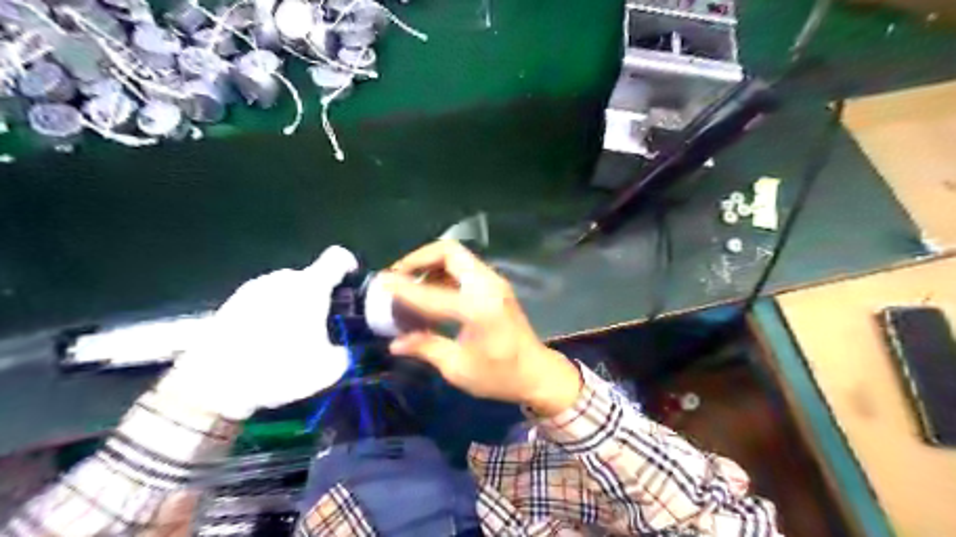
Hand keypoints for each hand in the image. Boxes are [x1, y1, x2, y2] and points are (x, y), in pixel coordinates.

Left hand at [157, 246, 358, 422]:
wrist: (211, 385)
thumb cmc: (277, 369)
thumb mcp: (326, 371)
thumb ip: (344, 354)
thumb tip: (345, 351)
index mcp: (309, 287)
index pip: (336, 258)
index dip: (349, 264)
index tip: (353, 281)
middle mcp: (281, 279)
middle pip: (310, 277)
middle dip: (320, 296)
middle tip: (323, 324)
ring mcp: (253, 288)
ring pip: (285, 288)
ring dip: (294, 304)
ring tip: (292, 336)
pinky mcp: (231, 302)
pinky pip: (263, 300)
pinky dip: (271, 313)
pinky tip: (266, 341)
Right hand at [379, 241, 581, 416]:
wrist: (536, 372)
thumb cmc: (499, 376)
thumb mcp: (458, 368)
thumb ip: (426, 347)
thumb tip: (395, 343)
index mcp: (477, 309)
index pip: (431, 293)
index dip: (402, 288)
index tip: (379, 282)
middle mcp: (487, 286)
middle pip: (449, 252)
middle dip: (418, 259)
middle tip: (398, 276)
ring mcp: (494, 282)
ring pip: (457, 256)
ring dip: (431, 264)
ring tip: (410, 285)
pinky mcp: (496, 285)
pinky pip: (465, 267)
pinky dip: (443, 272)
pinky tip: (431, 292)